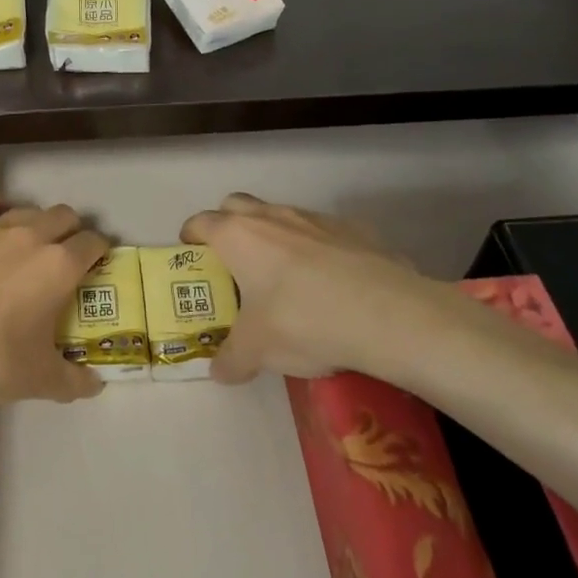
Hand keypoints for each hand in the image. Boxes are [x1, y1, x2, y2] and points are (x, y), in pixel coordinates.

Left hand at [0, 189, 108, 409]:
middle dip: (70, 231)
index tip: (95, 264)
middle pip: (64, 216)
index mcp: (59, 268)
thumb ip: (73, 380)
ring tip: (25, 244)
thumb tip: (95, 386)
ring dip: (35, 222)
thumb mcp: (38, 381)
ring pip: (27, 208)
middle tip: (62, 256)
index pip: (93, 243)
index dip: (99, 251)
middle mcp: (31, 236)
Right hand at [181, 193, 455, 383]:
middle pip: (236, 205)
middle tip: (233, 261)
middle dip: (228, 225)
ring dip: (273, 236)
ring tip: (284, 277)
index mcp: (238, 236)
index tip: (190, 255)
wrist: (387, 314)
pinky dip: (316, 249)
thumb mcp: (258, 350)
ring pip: (281, 216)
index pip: (201, 223)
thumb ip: (232, 358)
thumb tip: (219, 372)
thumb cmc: (303, 321)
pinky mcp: (353, 229)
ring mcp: (315, 218)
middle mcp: (272, 216)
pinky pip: (322, 232)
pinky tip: (330, 283)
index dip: (190, 237)